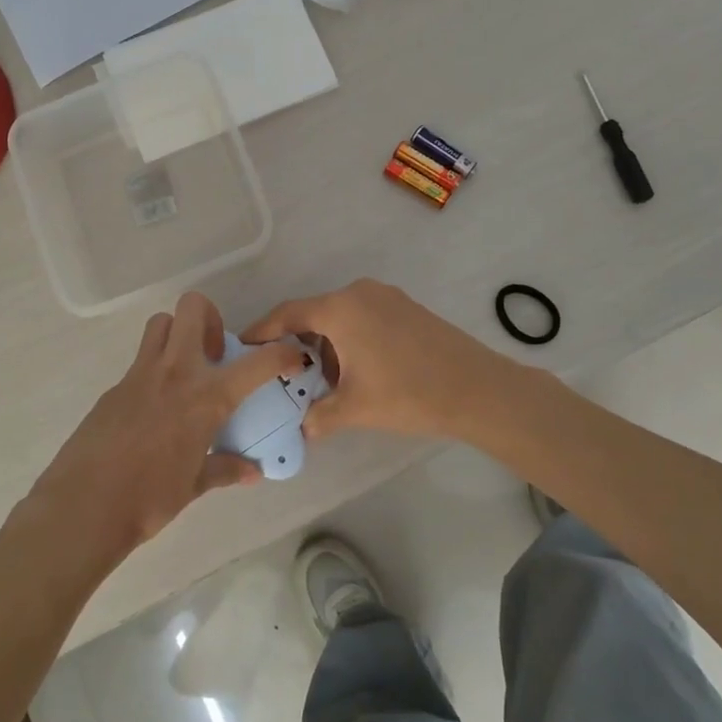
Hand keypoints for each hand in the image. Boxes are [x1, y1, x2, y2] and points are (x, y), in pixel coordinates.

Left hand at [25, 293, 305, 565]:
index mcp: (205, 397)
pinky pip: (139, 362)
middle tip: (215, 354)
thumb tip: (252, 471)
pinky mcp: (113, 388)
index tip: (292, 355)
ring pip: (160, 325)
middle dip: (210, 318)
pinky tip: (153, 410)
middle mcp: (175, 373)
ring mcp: (139, 375)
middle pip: (192, 308)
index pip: (257, 363)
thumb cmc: (149, 499)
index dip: (282, 353)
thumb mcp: (194, 486)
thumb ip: (224, 470)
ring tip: (185, 372)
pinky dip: (154, 372)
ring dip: (177, 335)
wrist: (84, 507)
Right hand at [242, 278, 504, 441]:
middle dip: (297, 345)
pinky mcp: (406, 308)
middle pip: (314, 314)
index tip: (242, 345)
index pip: (288, 314)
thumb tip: (303, 428)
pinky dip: (350, 340)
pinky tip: (357, 371)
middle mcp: (360, 293)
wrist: (479, 389)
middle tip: (285, 374)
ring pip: (341, 318)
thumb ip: (319, 416)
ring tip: (324, 382)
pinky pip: (364, 318)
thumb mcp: (355, 408)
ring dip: (327, 345)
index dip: (262, 331)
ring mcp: (386, 297)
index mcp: (340, 308)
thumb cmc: (408, 393)